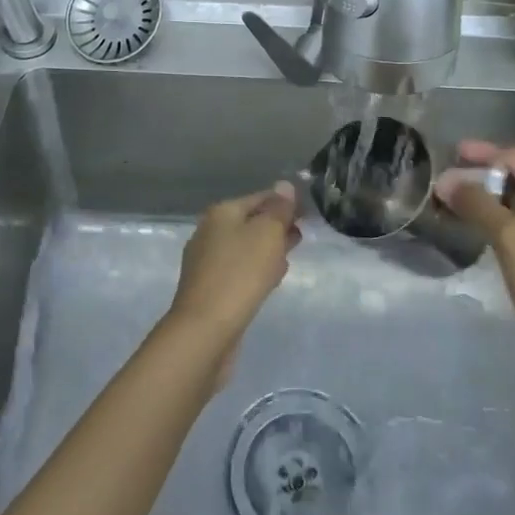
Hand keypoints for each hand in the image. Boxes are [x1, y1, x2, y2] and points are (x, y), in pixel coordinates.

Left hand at [164, 183, 301, 379]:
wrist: (205, 329)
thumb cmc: (240, 274)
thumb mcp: (267, 234)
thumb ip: (279, 209)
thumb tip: (284, 185)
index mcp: (222, 213)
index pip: (260, 198)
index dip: (285, 203)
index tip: (308, 214)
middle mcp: (209, 232)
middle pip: (250, 222)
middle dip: (276, 226)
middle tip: (301, 235)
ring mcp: (206, 261)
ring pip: (245, 247)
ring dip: (267, 249)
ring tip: (288, 257)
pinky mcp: (209, 288)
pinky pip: (239, 270)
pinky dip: (256, 269)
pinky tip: (269, 280)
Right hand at [438, 139, 514, 403]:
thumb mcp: (514, 241)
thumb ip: (479, 205)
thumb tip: (446, 180)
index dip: (498, 152)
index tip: (461, 161)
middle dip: (491, 173)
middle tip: (451, 172)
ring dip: (492, 199)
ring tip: (454, 201)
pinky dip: (500, 224)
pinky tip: (474, 230)